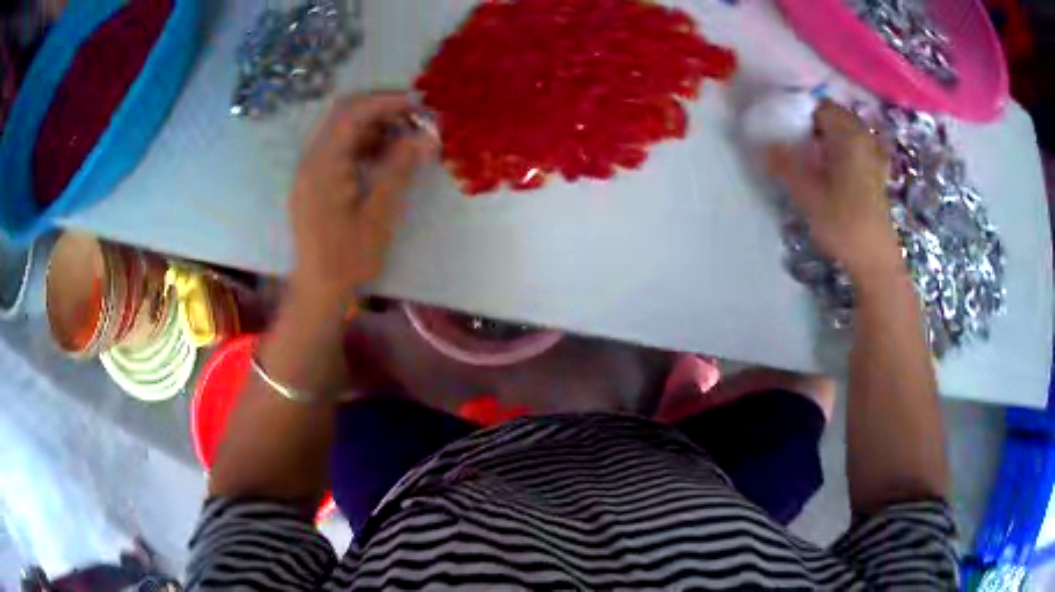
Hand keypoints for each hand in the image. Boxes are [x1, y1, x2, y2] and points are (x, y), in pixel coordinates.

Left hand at [289, 92, 438, 310]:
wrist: (319, 291)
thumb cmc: (348, 259)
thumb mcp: (379, 215)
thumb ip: (400, 170)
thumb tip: (427, 137)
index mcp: (323, 165)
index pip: (354, 113)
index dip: (388, 102)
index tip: (421, 105)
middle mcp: (312, 160)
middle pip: (345, 114)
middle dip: (382, 109)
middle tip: (416, 117)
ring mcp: (312, 170)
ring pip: (343, 130)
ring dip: (376, 126)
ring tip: (408, 137)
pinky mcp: (316, 181)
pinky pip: (341, 149)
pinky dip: (366, 144)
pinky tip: (389, 156)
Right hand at [768, 100, 900, 279]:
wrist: (875, 259)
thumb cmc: (843, 223)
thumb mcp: (807, 194)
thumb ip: (785, 165)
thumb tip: (766, 146)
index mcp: (848, 135)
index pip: (820, 106)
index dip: (800, 112)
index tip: (785, 127)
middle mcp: (864, 138)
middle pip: (835, 117)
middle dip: (814, 124)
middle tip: (796, 142)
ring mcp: (874, 156)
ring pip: (847, 132)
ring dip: (829, 137)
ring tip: (813, 156)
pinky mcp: (877, 174)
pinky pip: (858, 148)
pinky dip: (844, 150)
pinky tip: (835, 168)